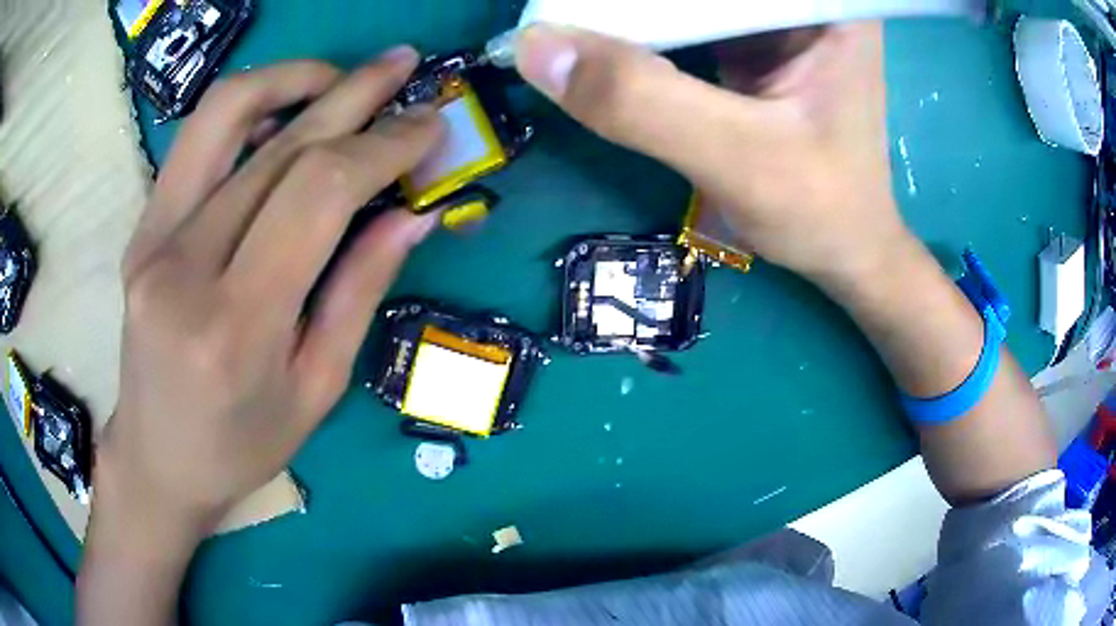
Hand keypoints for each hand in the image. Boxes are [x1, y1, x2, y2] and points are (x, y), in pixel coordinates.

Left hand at [95, 51, 443, 537]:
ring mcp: (153, 239)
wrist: (156, 457)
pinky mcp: (141, 228)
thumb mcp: (316, 388)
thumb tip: (412, 214)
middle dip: (355, 93)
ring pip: (224, 115)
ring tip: (339, 75)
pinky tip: (283, 114)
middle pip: (280, 146)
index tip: (430, 125)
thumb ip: (359, 291)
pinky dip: (248, 107)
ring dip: (291, 77)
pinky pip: (197, 141)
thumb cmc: (241, 445)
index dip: (383, 145)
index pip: (318, 193)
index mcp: (237, 325)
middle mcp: (185, 267)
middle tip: (403, 63)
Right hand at [514, 23, 907, 283]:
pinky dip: (644, 29)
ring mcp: (778, 17)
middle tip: (568, 16)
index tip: (580, 11)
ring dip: (633, 13)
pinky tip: (608, 39)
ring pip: (691, 2)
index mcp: (825, 6)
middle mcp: (804, 1)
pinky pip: (687, 18)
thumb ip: (641, 101)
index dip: (650, 0)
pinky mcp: (754, 40)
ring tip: (575, 22)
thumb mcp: (737, 158)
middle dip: (636, 6)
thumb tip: (532, 47)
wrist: (845, 253)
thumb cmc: (820, 212)